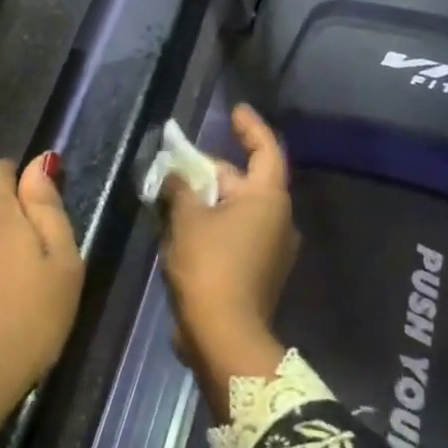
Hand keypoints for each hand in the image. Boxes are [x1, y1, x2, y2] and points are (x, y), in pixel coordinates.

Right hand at [159, 104, 297, 418]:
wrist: (224, 336)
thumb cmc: (209, 267)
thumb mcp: (187, 220)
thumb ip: (180, 190)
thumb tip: (173, 176)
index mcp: (268, 200)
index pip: (266, 151)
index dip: (251, 128)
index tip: (235, 111)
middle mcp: (277, 221)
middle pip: (244, 182)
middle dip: (209, 171)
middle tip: (175, 164)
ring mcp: (269, 249)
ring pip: (235, 211)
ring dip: (206, 200)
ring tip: (170, 194)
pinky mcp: (256, 272)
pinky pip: (233, 235)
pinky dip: (209, 225)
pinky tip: (179, 227)